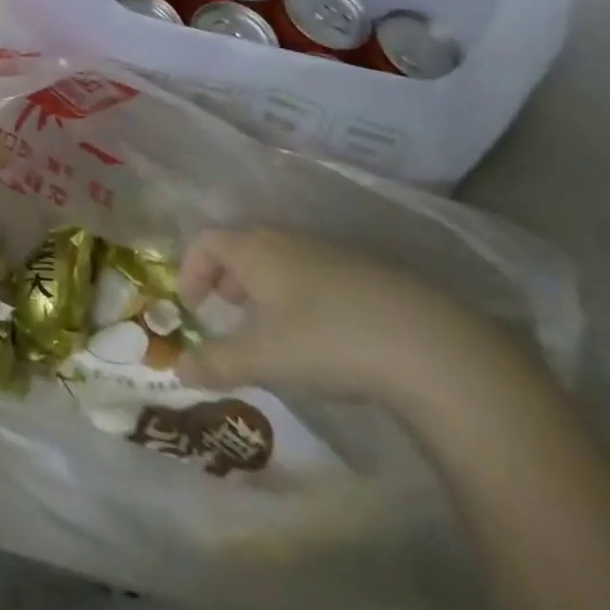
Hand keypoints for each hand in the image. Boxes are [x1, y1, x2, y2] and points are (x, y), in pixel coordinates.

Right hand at [176, 228, 508, 410]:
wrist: (431, 345)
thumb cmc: (327, 340)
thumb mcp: (264, 359)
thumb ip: (216, 362)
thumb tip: (178, 370)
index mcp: (255, 249)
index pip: (206, 241)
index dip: (190, 270)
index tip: (191, 307)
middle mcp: (288, 239)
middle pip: (243, 247)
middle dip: (228, 279)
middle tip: (229, 314)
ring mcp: (332, 252)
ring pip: (282, 260)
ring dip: (266, 288)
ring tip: (275, 330)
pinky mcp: (369, 272)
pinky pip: (317, 273)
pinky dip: (303, 295)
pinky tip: (324, 335)